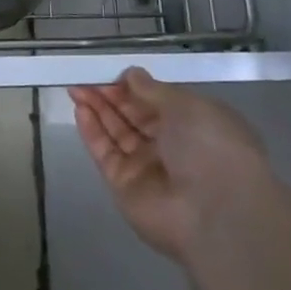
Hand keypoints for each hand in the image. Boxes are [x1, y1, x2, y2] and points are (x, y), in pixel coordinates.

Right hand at [68, 69, 271, 262]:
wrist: (214, 216)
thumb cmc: (211, 149)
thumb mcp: (188, 107)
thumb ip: (153, 89)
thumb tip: (131, 75)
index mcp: (196, 126)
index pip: (159, 102)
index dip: (135, 87)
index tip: (113, 74)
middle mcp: (172, 146)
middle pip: (134, 115)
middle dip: (111, 95)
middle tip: (85, 78)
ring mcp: (146, 166)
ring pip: (116, 132)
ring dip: (97, 108)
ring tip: (75, 88)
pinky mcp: (124, 184)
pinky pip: (105, 152)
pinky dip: (92, 131)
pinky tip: (80, 110)